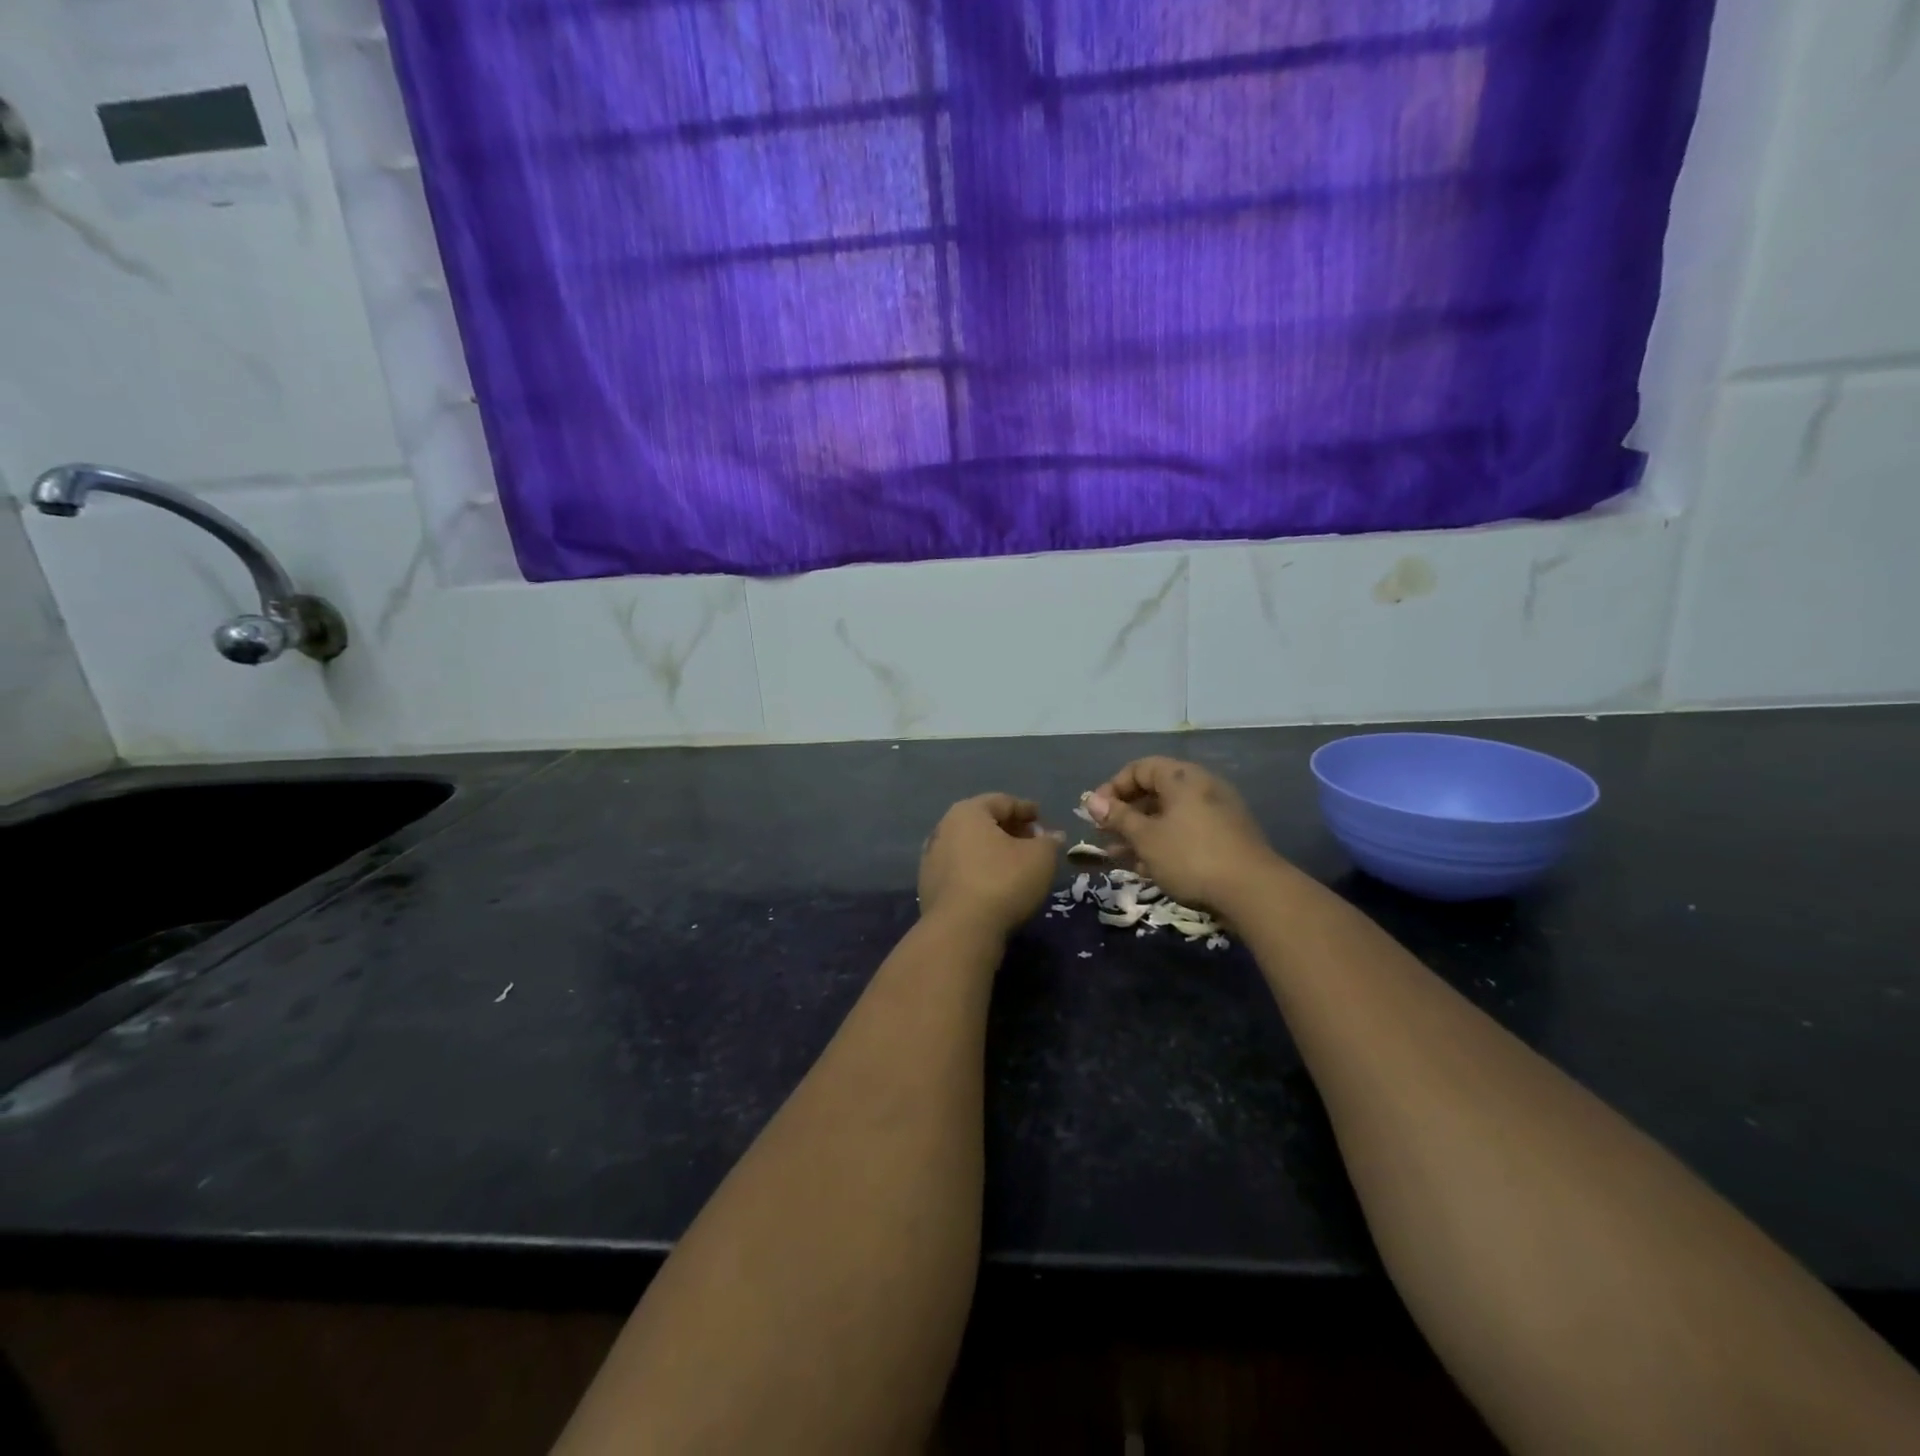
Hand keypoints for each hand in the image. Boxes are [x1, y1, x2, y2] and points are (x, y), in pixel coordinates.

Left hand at [918, 794, 1060, 936]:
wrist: (960, 930)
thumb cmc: (1003, 882)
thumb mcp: (1040, 858)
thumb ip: (1049, 842)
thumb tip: (1052, 836)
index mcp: (968, 812)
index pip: (1002, 802)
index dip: (1025, 809)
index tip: (1041, 818)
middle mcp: (944, 828)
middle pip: (983, 822)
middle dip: (1009, 829)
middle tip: (1032, 841)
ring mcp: (932, 857)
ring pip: (969, 846)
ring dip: (992, 851)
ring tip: (1015, 864)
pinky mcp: (928, 885)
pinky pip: (960, 868)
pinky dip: (978, 869)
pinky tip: (993, 883)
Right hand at [1085, 758, 1284, 914]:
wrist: (1254, 892)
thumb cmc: (1191, 856)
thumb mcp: (1146, 837)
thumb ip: (1117, 817)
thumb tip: (1091, 801)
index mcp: (1182, 777)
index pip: (1139, 768)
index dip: (1113, 787)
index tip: (1095, 812)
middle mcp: (1201, 787)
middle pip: (1154, 792)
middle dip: (1124, 814)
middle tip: (1103, 835)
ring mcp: (1217, 814)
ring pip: (1168, 817)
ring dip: (1140, 833)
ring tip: (1116, 856)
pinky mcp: (1226, 839)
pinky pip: (1185, 833)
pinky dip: (1163, 844)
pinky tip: (1145, 867)